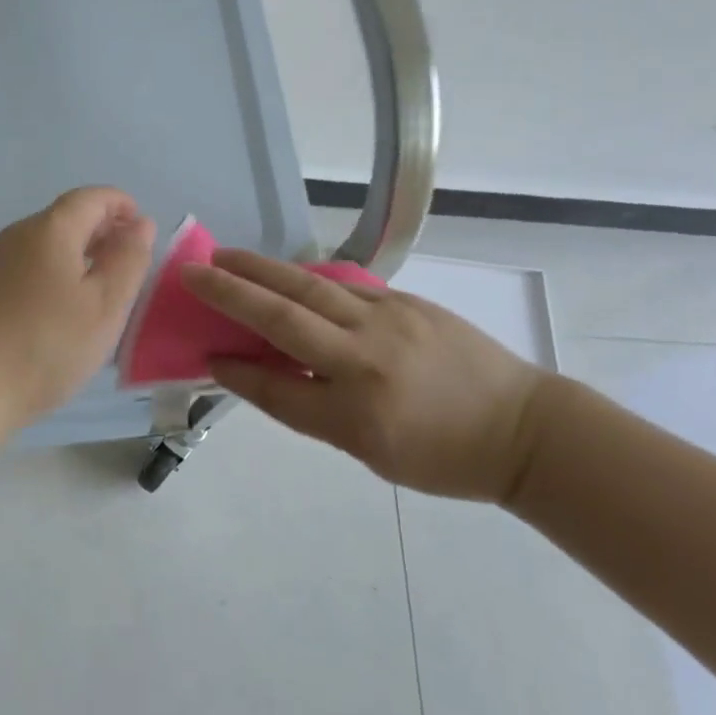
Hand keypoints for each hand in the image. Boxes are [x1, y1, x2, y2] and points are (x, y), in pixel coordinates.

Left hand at [0, 187, 156, 426]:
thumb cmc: (45, 344)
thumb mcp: (105, 305)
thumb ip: (129, 260)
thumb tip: (140, 224)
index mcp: (51, 228)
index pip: (92, 197)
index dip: (123, 206)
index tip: (144, 232)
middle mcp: (19, 234)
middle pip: (67, 218)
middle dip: (103, 232)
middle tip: (130, 265)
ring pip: (47, 244)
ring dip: (80, 255)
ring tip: (103, 291)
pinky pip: (29, 267)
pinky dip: (56, 274)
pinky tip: (63, 311)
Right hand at [180, 249, 550, 501]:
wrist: (523, 428)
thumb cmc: (443, 457)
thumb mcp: (371, 452)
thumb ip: (312, 408)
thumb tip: (261, 370)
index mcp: (356, 413)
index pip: (276, 387)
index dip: (236, 371)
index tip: (204, 353)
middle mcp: (365, 359)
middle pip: (283, 317)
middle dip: (232, 292)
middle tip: (193, 271)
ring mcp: (387, 321)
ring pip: (309, 287)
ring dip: (261, 270)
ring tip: (226, 257)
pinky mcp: (405, 302)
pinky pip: (344, 286)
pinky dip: (306, 278)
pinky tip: (285, 272)